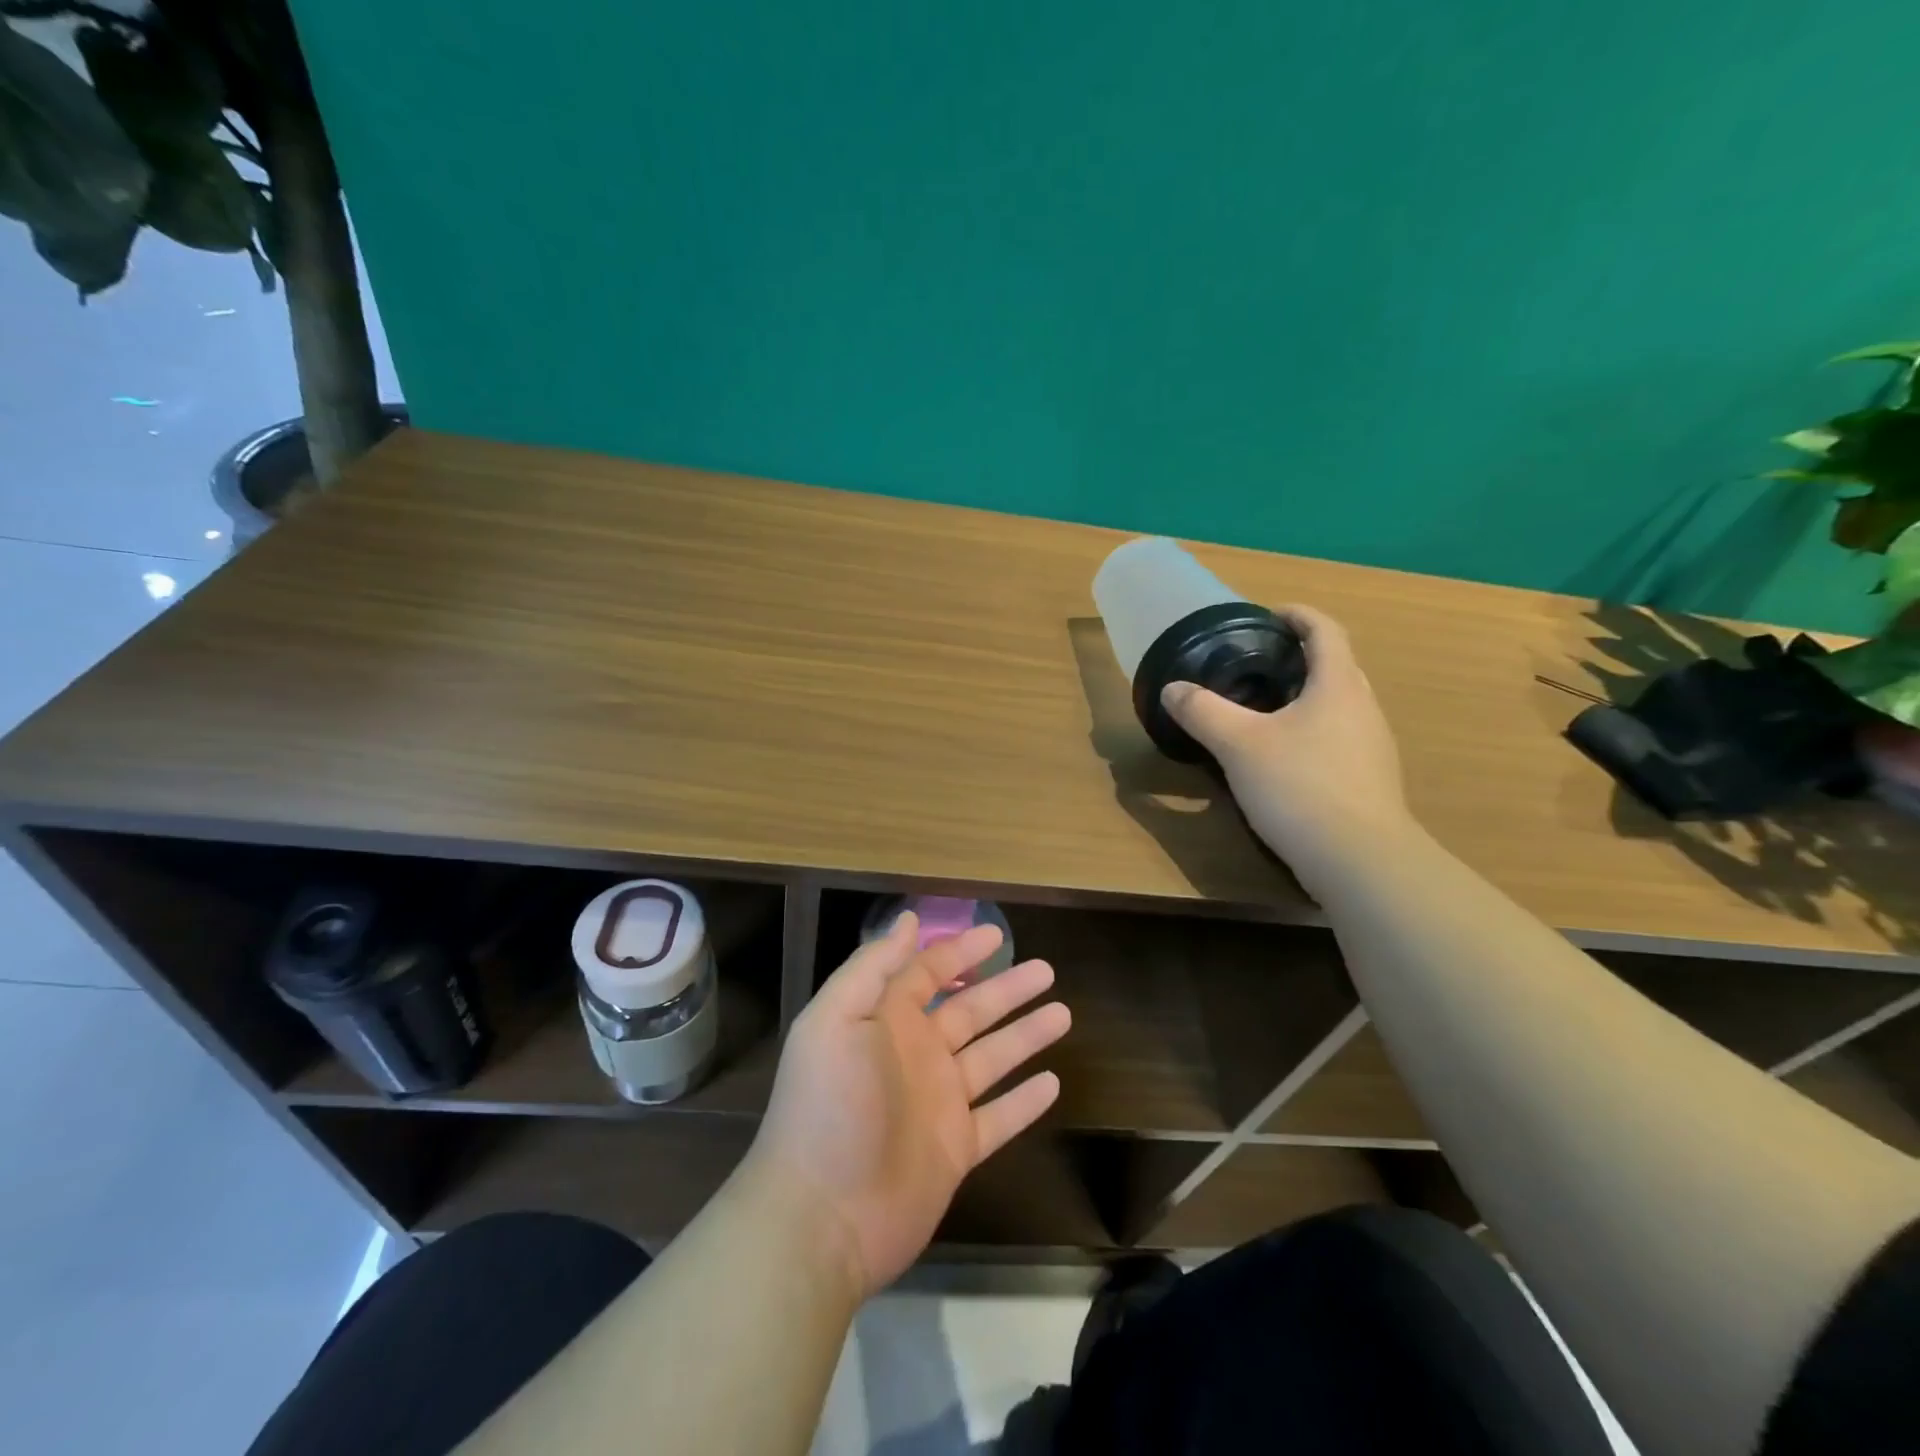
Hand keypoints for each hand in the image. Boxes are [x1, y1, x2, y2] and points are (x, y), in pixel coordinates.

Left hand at [745, 913, 1069, 1299]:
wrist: (821, 1218)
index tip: (997, 935)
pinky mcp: (955, 1150)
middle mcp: (914, 1055)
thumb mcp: (837, 1020)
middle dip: (1006, 989)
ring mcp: (937, 1103)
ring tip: (1063, 1013)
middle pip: (970, 1011)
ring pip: (992, 1058)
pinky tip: (1054, 1082)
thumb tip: (908, 920)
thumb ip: (873, 968)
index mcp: (885, 1021)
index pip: (928, 973)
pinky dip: (1024, 1101)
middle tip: (1046, 969)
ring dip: (1025, 1036)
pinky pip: (998, 1118)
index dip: (960, 951)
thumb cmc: (829, 1106)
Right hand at [1162, 604, 1410, 892]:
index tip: (1267, 616)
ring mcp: (1373, 747)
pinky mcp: (1369, 780)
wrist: (1359, 859)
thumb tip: (1173, 689)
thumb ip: (1203, 712)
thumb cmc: (1300, 786)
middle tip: (1257, 665)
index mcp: (1338, 686)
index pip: (1326, 631)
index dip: (1298, 616)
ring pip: (1339, 705)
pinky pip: (1340, 738)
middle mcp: (1363, 708)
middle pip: (1336, 666)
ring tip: (1264, 710)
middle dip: (1300, 658)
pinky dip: (1312, 732)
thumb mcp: (1238, 745)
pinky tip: (1283, 759)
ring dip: (1306, 697)